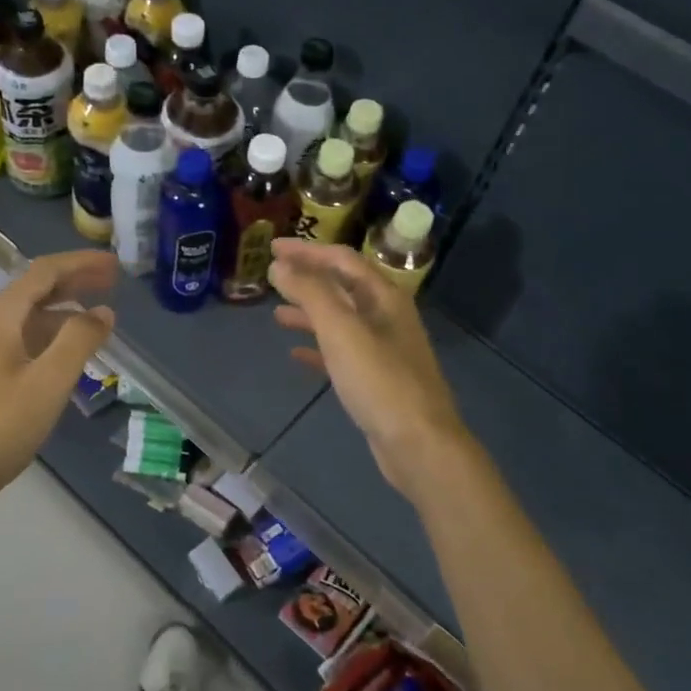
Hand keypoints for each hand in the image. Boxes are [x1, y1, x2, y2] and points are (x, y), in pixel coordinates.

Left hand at [0, 251, 116, 509]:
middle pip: (35, 288)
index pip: (45, 272)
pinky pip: (22, 337)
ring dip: (64, 309)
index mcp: (0, 315)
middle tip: (113, 282)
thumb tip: (103, 311)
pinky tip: (67, 353)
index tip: (116, 264)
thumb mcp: (48, 382)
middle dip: (74, 281)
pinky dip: (50, 334)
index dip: (81, 263)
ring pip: (28, 315)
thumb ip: (79, 341)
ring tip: (98, 317)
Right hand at [269, 239, 471, 499]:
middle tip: (272, 275)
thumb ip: (311, 293)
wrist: (419, 444)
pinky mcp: (377, 379)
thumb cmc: (380, 381)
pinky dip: (318, 348)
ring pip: (340, 320)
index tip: (272, 247)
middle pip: (342, 287)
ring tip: (277, 314)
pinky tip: (296, 355)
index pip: (342, 260)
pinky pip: (342, 353)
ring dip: (309, 313)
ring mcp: (384, 349)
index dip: (306, 251)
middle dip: (307, 279)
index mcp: (384, 297)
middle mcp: (386, 317)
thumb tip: (280, 266)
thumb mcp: (341, 330)